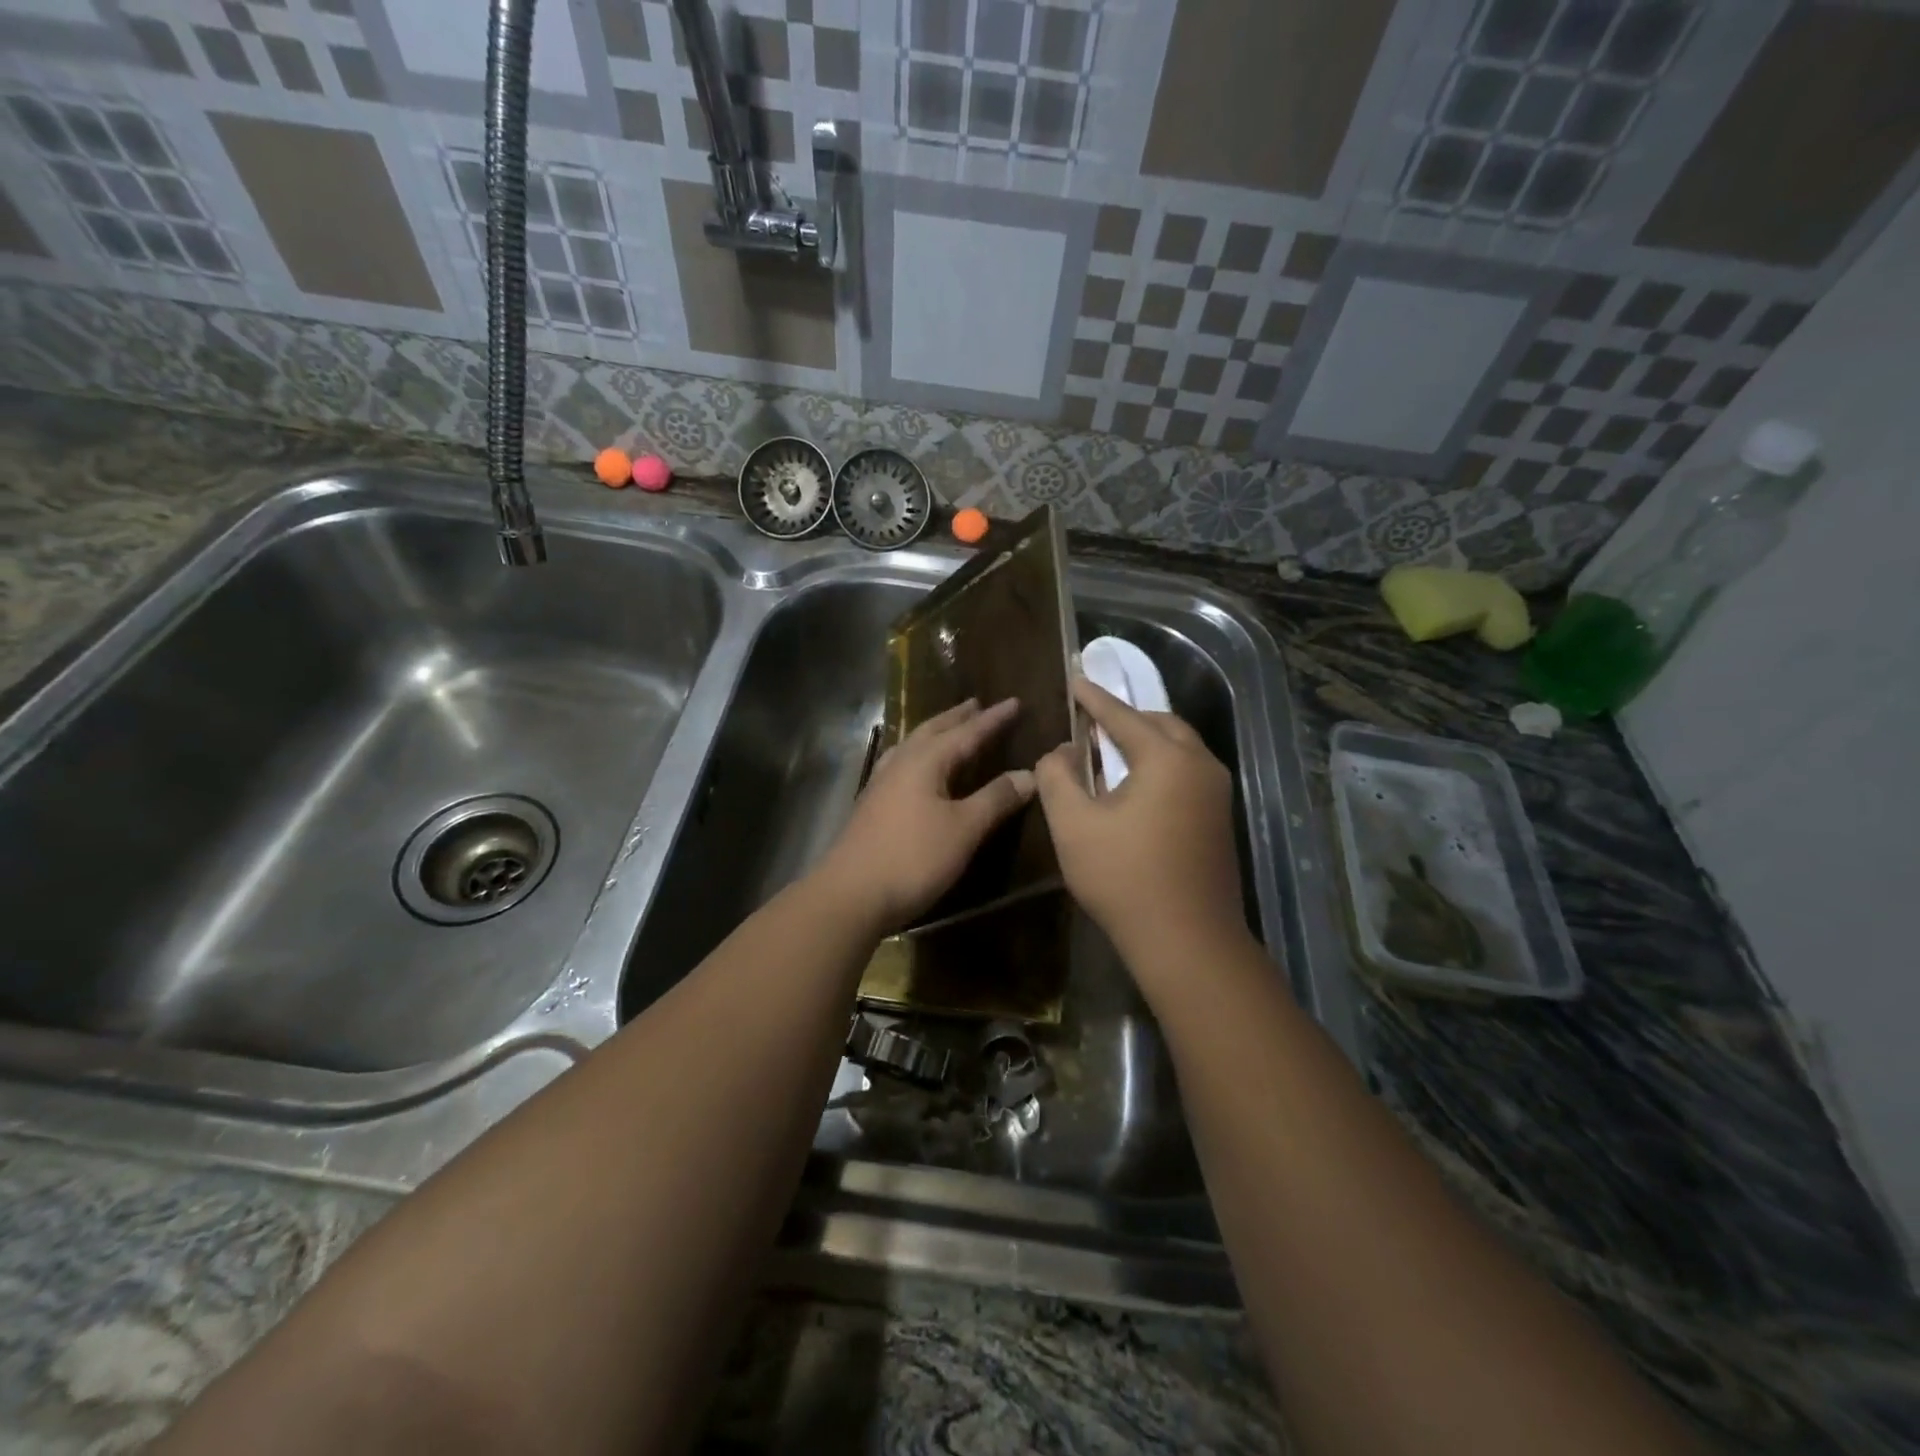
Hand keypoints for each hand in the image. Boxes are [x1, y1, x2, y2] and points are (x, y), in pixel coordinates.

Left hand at [816, 698, 1036, 932]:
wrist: (850, 894)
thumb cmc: (913, 858)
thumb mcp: (963, 829)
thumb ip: (995, 799)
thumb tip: (1029, 774)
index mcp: (925, 761)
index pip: (967, 732)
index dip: (993, 719)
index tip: (1015, 702)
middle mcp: (901, 763)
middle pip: (933, 731)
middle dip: (958, 718)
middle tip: (977, 704)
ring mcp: (881, 783)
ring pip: (913, 745)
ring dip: (934, 732)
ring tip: (948, 727)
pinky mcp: (871, 804)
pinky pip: (900, 763)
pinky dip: (917, 754)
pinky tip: (914, 767)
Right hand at [1035, 677, 1249, 977]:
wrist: (1188, 940)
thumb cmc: (1124, 878)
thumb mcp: (1074, 825)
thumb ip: (1057, 777)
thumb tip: (1061, 752)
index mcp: (1167, 758)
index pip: (1122, 715)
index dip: (1093, 698)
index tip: (1074, 679)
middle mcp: (1201, 765)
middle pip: (1161, 724)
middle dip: (1126, 718)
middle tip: (1091, 721)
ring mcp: (1217, 793)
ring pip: (1179, 748)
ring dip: (1146, 742)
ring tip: (1110, 751)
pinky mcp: (1220, 819)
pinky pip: (1188, 773)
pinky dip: (1160, 765)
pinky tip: (1136, 787)